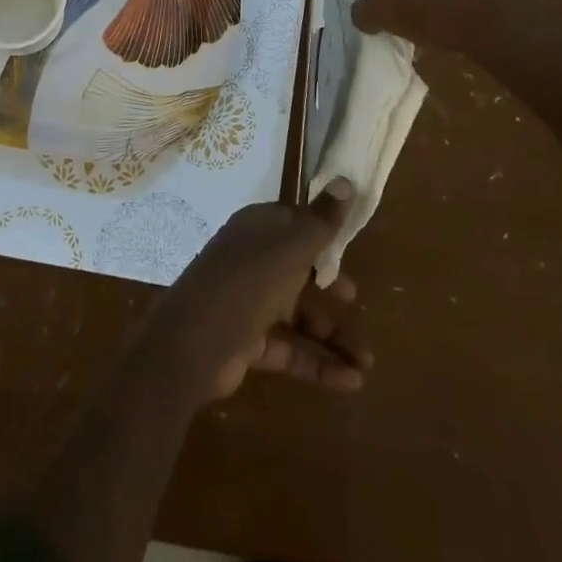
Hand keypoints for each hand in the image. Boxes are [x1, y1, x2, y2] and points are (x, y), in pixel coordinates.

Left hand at [150, 179, 370, 401]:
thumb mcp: (291, 246)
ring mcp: (249, 303)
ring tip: (368, 362)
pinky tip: (352, 382)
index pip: (294, 222)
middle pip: (297, 269)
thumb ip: (322, 219)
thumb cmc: (248, 281)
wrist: (193, 343)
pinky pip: (290, 350)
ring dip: (333, 336)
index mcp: (258, 229)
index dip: (322, 231)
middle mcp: (253, 260)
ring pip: (298, 315)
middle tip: (355, 297)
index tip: (351, 243)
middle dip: (329, 284)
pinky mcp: (249, 343)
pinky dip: (320, 365)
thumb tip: (346, 179)